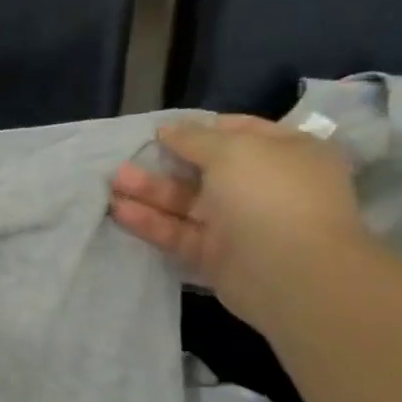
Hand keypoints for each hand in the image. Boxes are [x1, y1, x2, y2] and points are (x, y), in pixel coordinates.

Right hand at [108, 115, 372, 332]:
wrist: (290, 272)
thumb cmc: (269, 194)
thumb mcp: (233, 150)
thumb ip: (195, 138)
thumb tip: (169, 129)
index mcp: (284, 153)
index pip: (237, 131)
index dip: (199, 128)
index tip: (160, 130)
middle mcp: (263, 185)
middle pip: (205, 169)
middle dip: (165, 162)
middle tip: (125, 157)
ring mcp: (238, 223)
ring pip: (186, 202)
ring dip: (150, 191)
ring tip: (112, 182)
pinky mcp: (215, 255)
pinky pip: (179, 233)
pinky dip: (150, 222)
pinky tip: (119, 210)